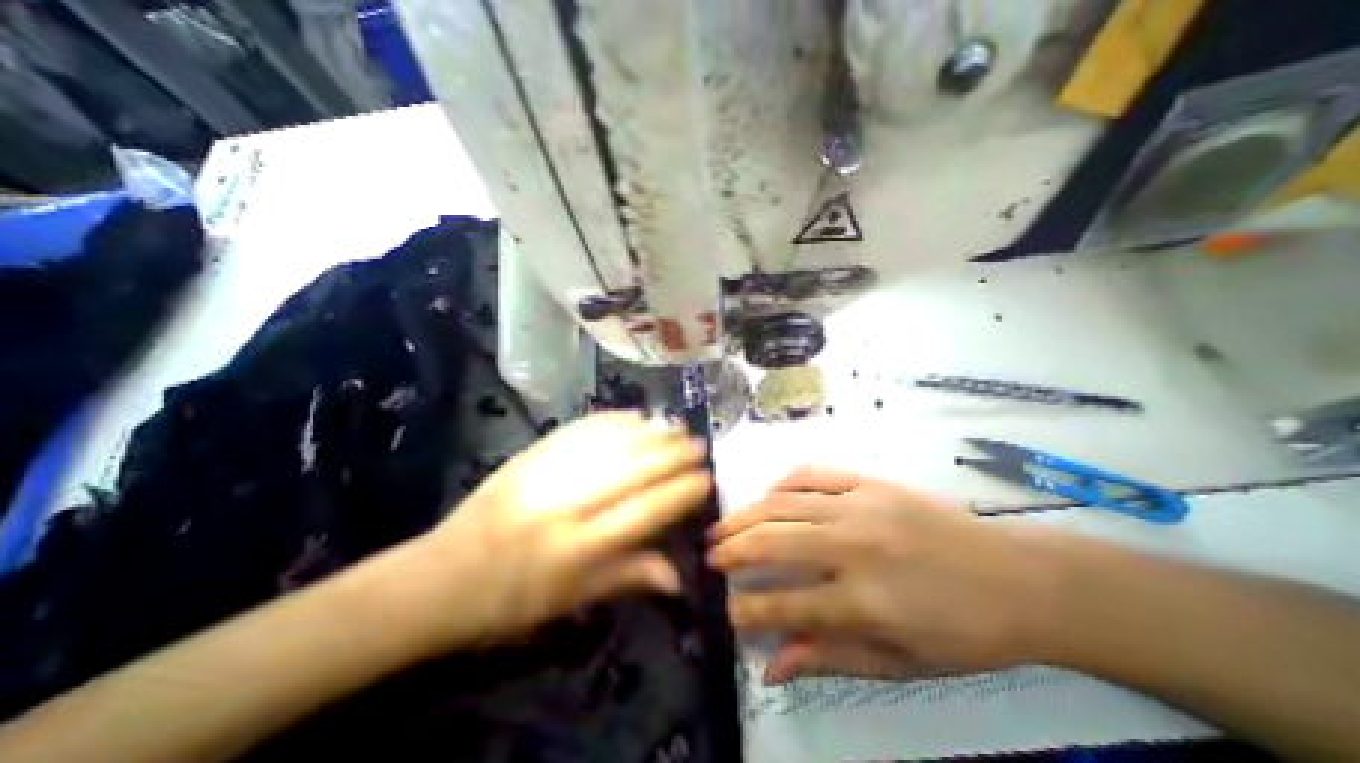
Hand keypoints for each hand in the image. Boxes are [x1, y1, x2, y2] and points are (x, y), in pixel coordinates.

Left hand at [401, 413, 711, 651]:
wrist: (439, 577)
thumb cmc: (511, 601)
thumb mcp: (571, 602)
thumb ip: (627, 578)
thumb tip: (679, 577)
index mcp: (576, 550)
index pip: (643, 512)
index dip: (679, 492)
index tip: (705, 478)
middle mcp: (564, 506)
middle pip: (630, 470)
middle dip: (672, 454)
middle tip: (698, 444)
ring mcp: (544, 475)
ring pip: (609, 444)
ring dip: (648, 432)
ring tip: (675, 426)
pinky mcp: (528, 455)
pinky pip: (579, 430)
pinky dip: (612, 421)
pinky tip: (634, 416)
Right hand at [707, 464, 1054, 685]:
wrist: (1018, 576)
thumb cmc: (963, 630)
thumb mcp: (902, 662)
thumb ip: (831, 658)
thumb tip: (773, 665)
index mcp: (865, 600)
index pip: (785, 605)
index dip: (747, 609)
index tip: (727, 610)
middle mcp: (854, 546)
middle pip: (773, 541)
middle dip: (732, 550)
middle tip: (710, 558)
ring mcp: (861, 505)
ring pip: (783, 502)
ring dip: (745, 514)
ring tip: (721, 526)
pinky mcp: (869, 481)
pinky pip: (812, 473)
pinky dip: (782, 482)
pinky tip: (767, 494)